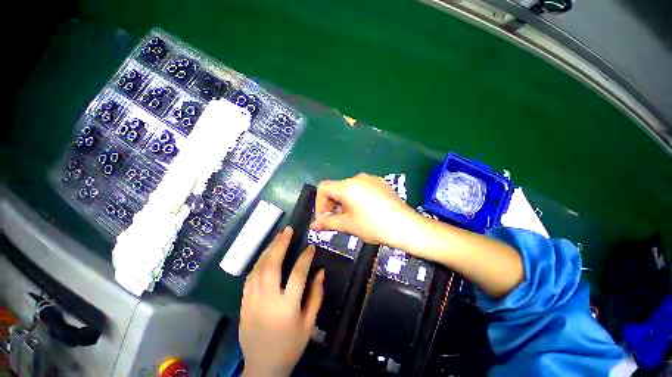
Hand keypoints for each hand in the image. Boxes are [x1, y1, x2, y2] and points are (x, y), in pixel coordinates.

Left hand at [239, 226, 323, 376]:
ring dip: (269, 249)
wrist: (262, 367)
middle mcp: (268, 301)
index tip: (311, 246)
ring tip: (278, 236)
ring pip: (259, 268)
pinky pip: (250, 276)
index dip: (305, 257)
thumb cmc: (290, 345)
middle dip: (281, 244)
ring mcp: (252, 301)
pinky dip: (259, 262)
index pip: (298, 275)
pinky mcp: (244, 303)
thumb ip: (316, 296)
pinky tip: (266, 254)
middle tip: (288, 230)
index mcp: (287, 308)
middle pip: (272, 265)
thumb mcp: (309, 324)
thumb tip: (321, 271)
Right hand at [310, 173, 420, 248]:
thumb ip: (328, 223)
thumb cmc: (374, 226)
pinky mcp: (381, 183)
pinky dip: (356, 198)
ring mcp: (371, 179)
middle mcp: (358, 178)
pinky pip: (362, 188)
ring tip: (353, 217)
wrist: (406, 226)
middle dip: (333, 204)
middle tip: (338, 220)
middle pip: (337, 188)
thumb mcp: (348, 225)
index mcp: (347, 186)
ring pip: (349, 188)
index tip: (324, 218)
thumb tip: (313, 225)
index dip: (319, 203)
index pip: (323, 188)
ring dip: (345, 202)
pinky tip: (365, 211)